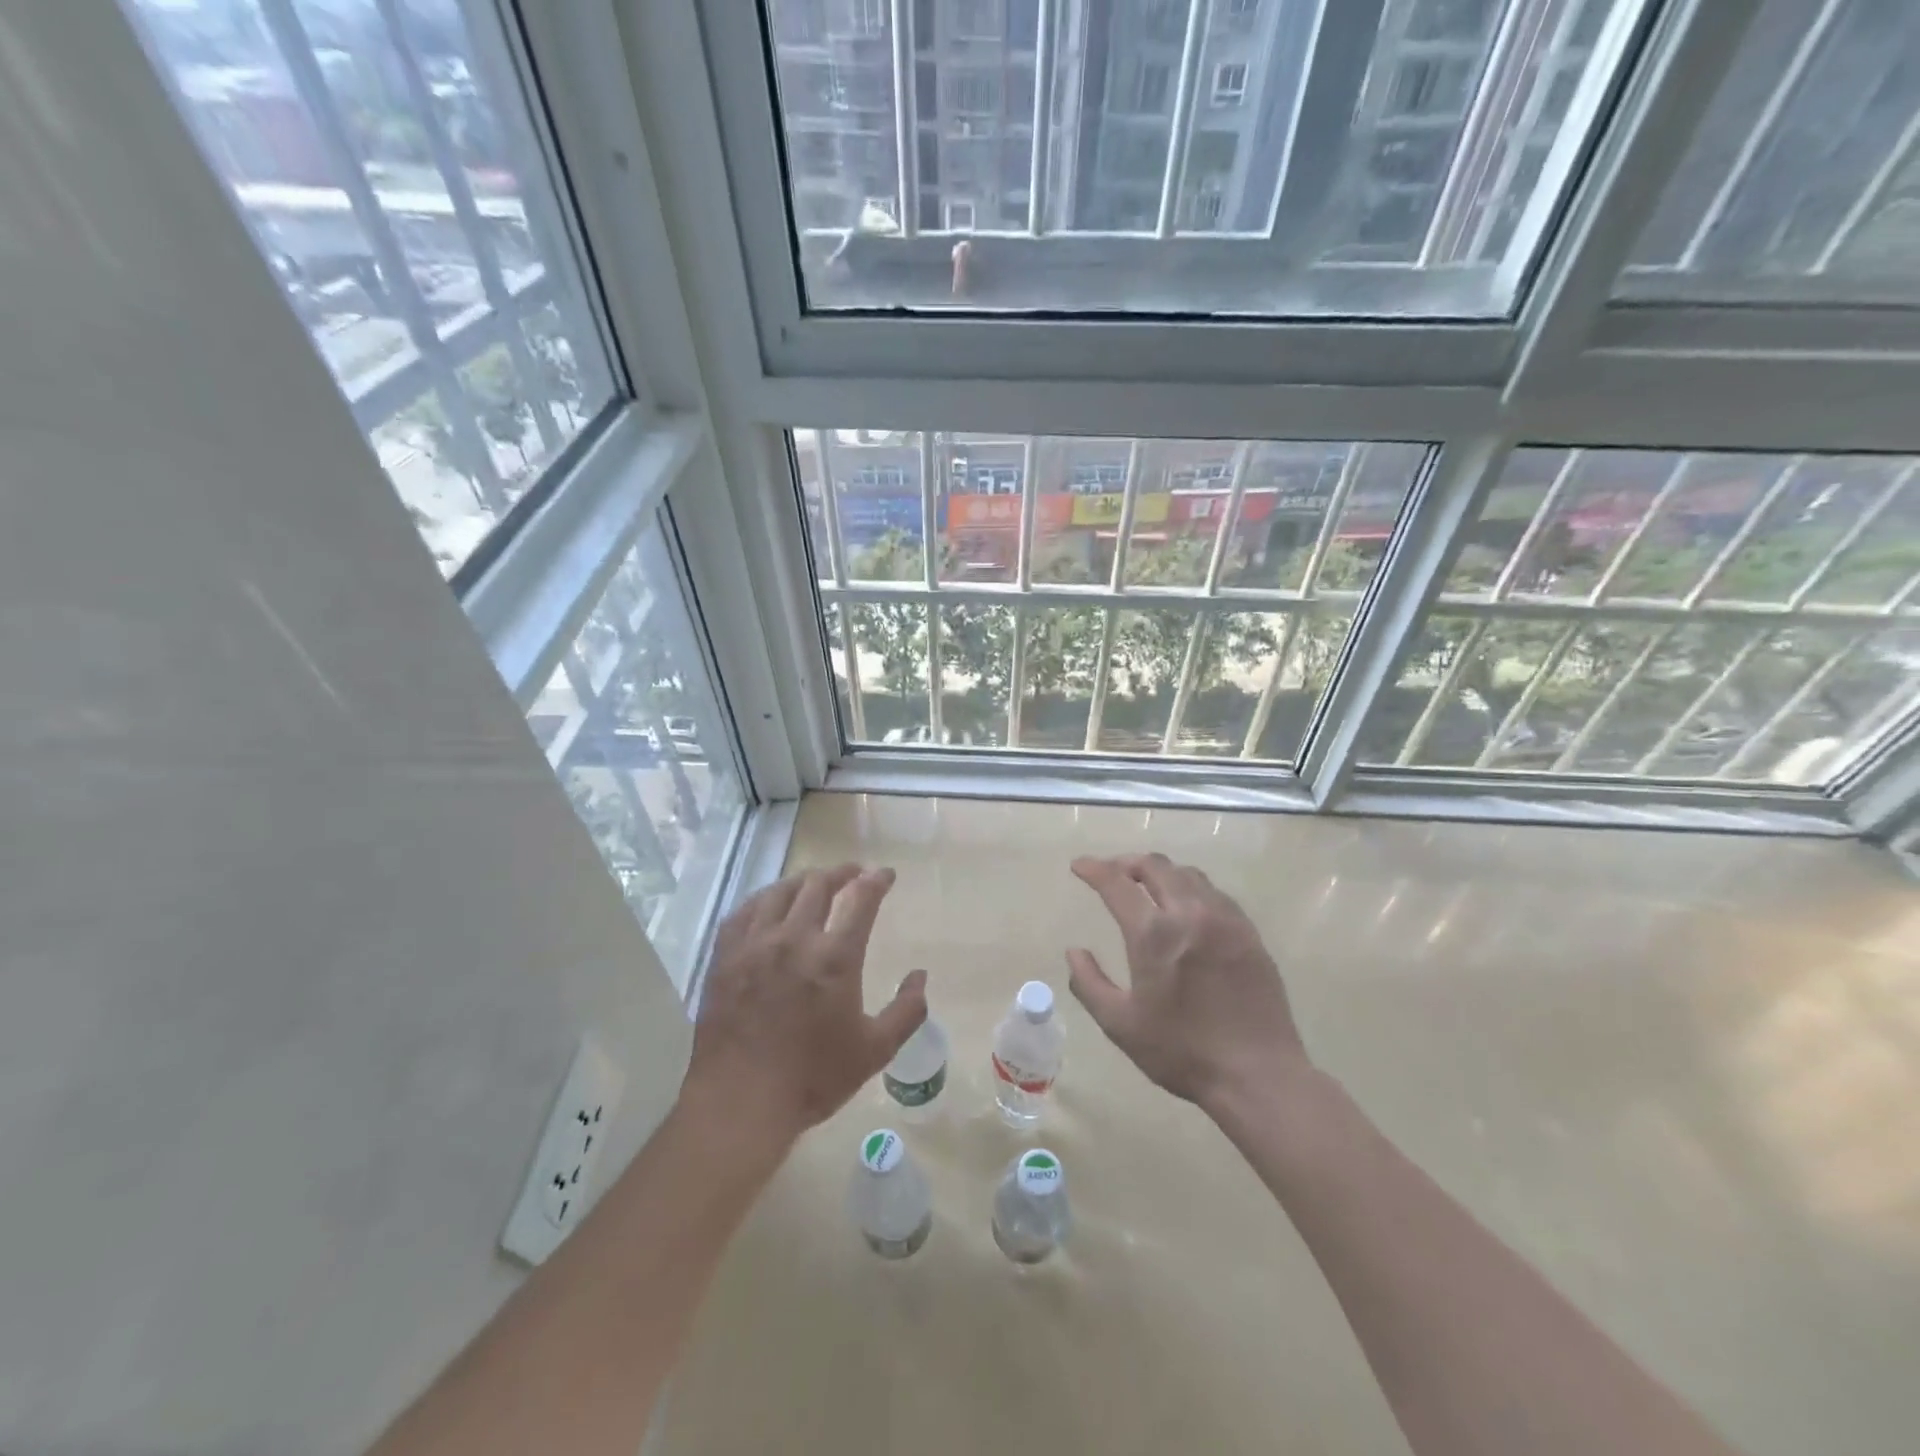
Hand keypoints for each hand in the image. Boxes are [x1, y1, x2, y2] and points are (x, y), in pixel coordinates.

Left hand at [687, 864, 925, 1141]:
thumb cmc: (813, 1078)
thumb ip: (907, 1011)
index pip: (861, 899)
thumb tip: (920, 976)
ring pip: (780, 891)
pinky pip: (745, 911)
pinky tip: (770, 904)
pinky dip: (764, 899)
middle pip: (819, 885)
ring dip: (804, 881)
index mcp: (835, 957)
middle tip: (853, 874)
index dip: (877, 880)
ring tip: (814, 883)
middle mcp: (794, 939)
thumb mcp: (875, 1050)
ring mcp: (754, 944)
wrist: (740, 1102)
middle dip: (842, 873)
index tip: (886, 874)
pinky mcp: (725, 956)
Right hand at [1067, 853, 1308, 1113]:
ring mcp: (1225, 920)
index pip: (1116, 883)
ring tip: (1146, 886)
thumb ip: (1089, 983)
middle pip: (1155, 866)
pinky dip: (1190, 888)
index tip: (1078, 866)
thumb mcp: (1120, 1025)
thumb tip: (1074, 952)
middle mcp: (1191, 913)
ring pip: (1187, 874)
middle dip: (1126, 862)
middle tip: (1110, 873)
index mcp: (1154, 934)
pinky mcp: (1249, 933)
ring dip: (1160, 872)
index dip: (1093, 868)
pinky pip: (1214, 893)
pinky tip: (1186, 908)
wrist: (1257, 1075)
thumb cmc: (1182, 1052)